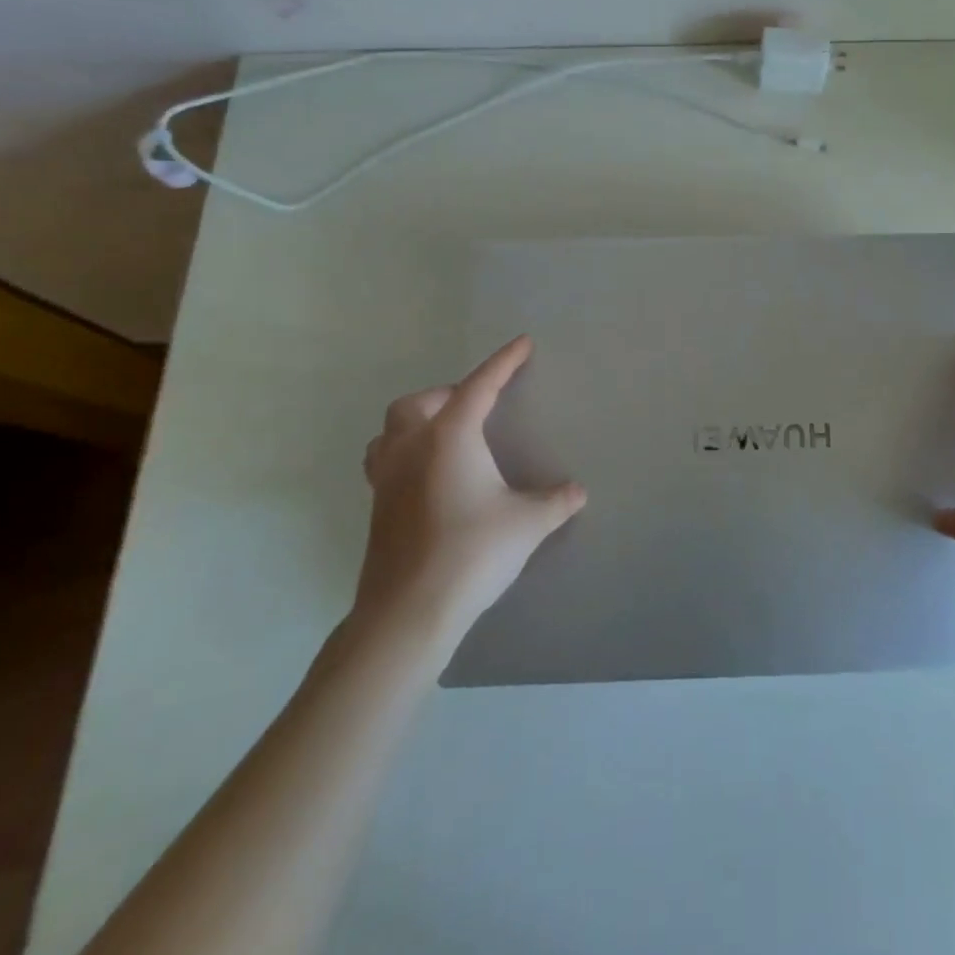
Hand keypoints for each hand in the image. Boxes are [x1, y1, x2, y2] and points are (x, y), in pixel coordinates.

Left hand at [354, 335, 585, 639]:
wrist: (409, 611)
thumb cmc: (472, 552)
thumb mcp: (527, 524)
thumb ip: (555, 502)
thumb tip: (577, 492)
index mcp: (450, 437)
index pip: (480, 385)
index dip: (504, 362)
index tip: (523, 343)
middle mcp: (412, 447)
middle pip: (419, 402)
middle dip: (448, 394)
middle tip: (477, 407)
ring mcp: (386, 478)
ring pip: (390, 429)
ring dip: (416, 421)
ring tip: (444, 435)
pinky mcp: (376, 508)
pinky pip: (384, 461)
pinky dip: (403, 453)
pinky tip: (426, 476)